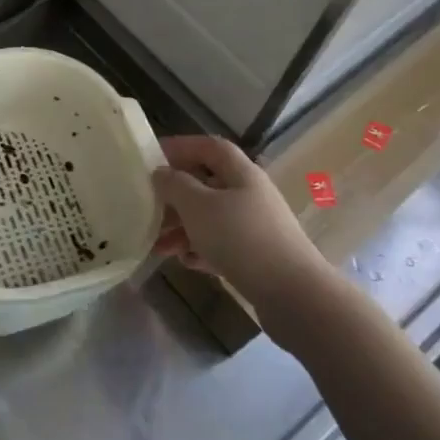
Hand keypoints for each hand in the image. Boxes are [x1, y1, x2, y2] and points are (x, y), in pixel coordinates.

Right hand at [152, 136, 330, 316]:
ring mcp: (255, 226)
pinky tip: (185, 262)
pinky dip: (201, 249)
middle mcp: (250, 194)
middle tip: (147, 207)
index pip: (210, 147)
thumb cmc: (240, 238)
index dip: (181, 146)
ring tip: (157, 246)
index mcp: (241, 173)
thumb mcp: (198, 206)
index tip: (152, 157)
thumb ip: (175, 185)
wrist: (292, 293)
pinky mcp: (256, 256)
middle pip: (207, 184)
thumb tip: (161, 172)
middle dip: (175, 196)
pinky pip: (221, 245)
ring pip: (211, 218)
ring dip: (182, 227)